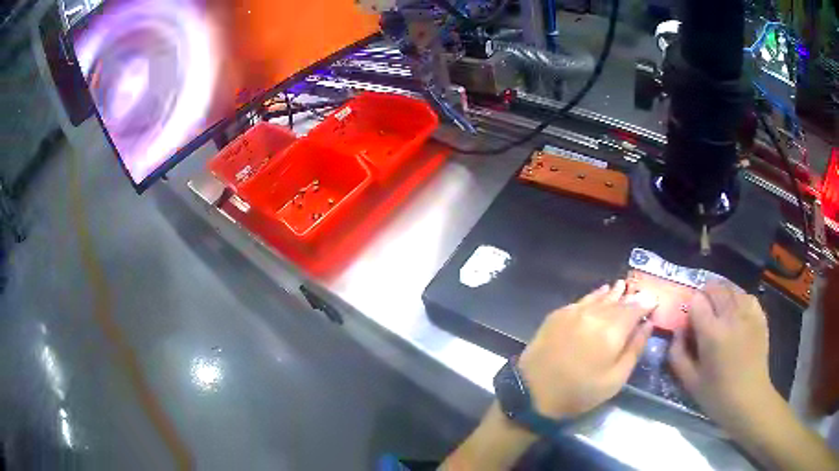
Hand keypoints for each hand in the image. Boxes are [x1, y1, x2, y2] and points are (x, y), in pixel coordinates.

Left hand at [518, 281, 656, 419]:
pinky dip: (595, 295)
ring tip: (623, 286)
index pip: (636, 307)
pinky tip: (600, 293)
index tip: (654, 301)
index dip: (646, 303)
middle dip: (631, 297)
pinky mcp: (558, 314)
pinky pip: (583, 299)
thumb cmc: (578, 392)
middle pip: (619, 300)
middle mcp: (595, 314)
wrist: (531, 392)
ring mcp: (574, 311)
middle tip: (640, 294)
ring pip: (600, 296)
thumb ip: (635, 348)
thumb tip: (648, 323)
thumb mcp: (615, 379)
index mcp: (612, 330)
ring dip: (614, 292)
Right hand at [669, 281, 778, 434]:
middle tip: (703, 312)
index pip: (697, 301)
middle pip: (715, 288)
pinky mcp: (760, 316)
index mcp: (711, 334)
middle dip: (705, 296)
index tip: (690, 321)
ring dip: (722, 295)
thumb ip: (677, 354)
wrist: (749, 400)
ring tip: (719, 310)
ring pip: (731, 289)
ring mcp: (748, 314)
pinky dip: (739, 298)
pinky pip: (747, 296)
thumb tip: (678, 331)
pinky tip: (736, 312)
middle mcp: (731, 317)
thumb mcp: (689, 382)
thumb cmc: (717, 395)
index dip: (691, 308)